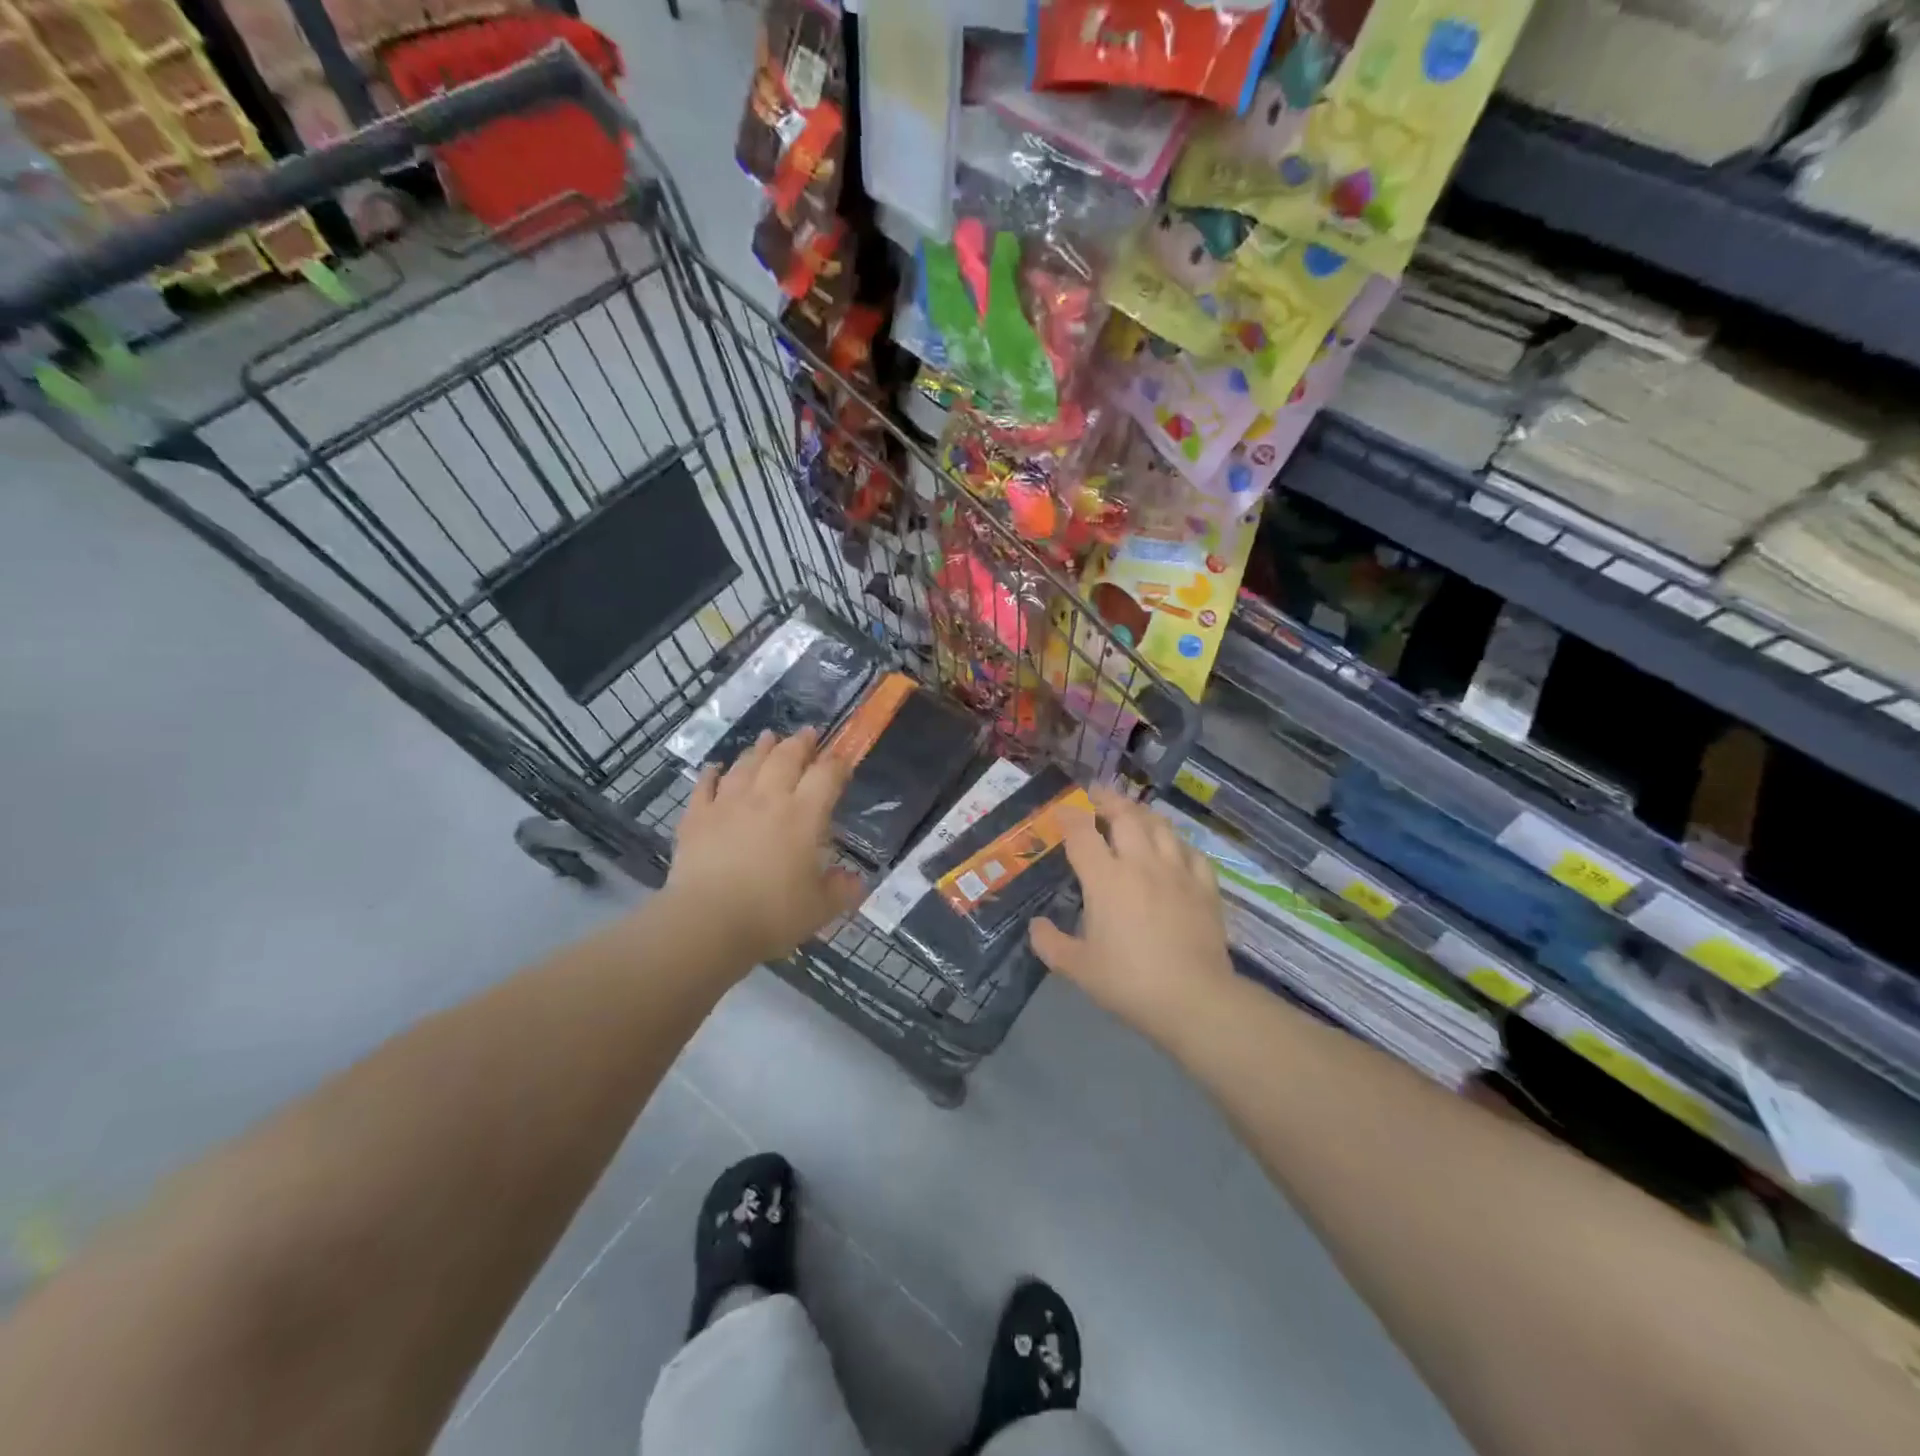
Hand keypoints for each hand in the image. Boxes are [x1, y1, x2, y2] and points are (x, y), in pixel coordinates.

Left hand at [666, 729, 865, 969]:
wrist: (707, 923)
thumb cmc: (772, 915)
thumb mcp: (820, 909)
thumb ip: (841, 891)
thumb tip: (857, 881)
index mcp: (804, 816)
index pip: (826, 776)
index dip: (837, 763)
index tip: (843, 759)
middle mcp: (768, 799)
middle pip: (785, 758)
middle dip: (800, 743)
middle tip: (807, 733)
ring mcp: (728, 804)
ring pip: (746, 765)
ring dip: (760, 749)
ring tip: (768, 738)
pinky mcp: (697, 818)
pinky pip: (705, 786)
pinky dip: (711, 774)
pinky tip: (715, 767)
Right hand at [1029, 784, 1235, 1038]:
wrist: (1194, 999)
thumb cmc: (1128, 982)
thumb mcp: (1078, 968)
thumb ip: (1050, 943)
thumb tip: (1036, 926)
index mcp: (1106, 879)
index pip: (1082, 833)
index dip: (1069, 816)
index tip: (1061, 811)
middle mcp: (1141, 864)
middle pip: (1125, 816)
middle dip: (1107, 800)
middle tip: (1096, 797)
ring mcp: (1177, 872)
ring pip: (1160, 826)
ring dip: (1142, 813)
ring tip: (1132, 812)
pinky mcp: (1205, 887)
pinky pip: (1191, 851)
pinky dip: (1177, 842)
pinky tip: (1173, 848)